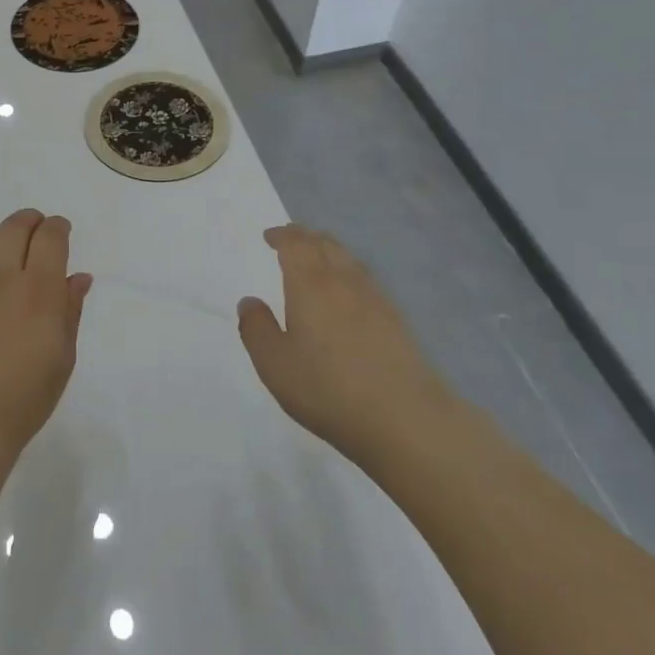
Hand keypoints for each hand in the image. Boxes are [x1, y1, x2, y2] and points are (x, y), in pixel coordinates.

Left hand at [0, 209, 92, 468]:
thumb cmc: (24, 398)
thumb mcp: (62, 358)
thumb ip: (70, 310)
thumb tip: (78, 277)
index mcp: (39, 291)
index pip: (50, 238)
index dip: (58, 227)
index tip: (62, 230)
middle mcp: (4, 277)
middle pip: (16, 227)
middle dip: (31, 221)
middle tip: (38, 228)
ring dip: (3, 232)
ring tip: (10, 242)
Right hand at [237, 224, 446, 458]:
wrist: (406, 419)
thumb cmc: (328, 389)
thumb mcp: (274, 364)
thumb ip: (256, 329)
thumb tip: (249, 302)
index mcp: (310, 285)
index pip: (296, 244)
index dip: (281, 235)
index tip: (269, 237)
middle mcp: (344, 282)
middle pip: (326, 244)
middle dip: (305, 238)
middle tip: (290, 242)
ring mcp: (376, 299)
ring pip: (349, 260)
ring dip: (329, 253)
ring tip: (317, 263)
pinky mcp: (397, 321)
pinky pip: (366, 281)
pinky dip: (349, 275)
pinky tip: (347, 297)